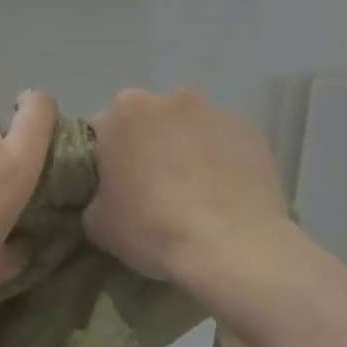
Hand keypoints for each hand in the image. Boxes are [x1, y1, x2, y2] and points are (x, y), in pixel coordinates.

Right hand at [84, 88, 289, 284]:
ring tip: (193, 194)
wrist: (230, 246)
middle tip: (152, 189)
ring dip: (186, 150)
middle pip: (149, 120)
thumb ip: (95, 196)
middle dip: (148, 145)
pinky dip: (221, 161)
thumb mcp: (97, 223)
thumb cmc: (152, 228)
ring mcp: (215, 113)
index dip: (106, 158)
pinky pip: (225, 144)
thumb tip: (107, 195)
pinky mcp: (251, 133)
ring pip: (190, 129)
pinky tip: (223, 196)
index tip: (114, 186)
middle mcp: (170, 100)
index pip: (104, 128)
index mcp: (124, 113)